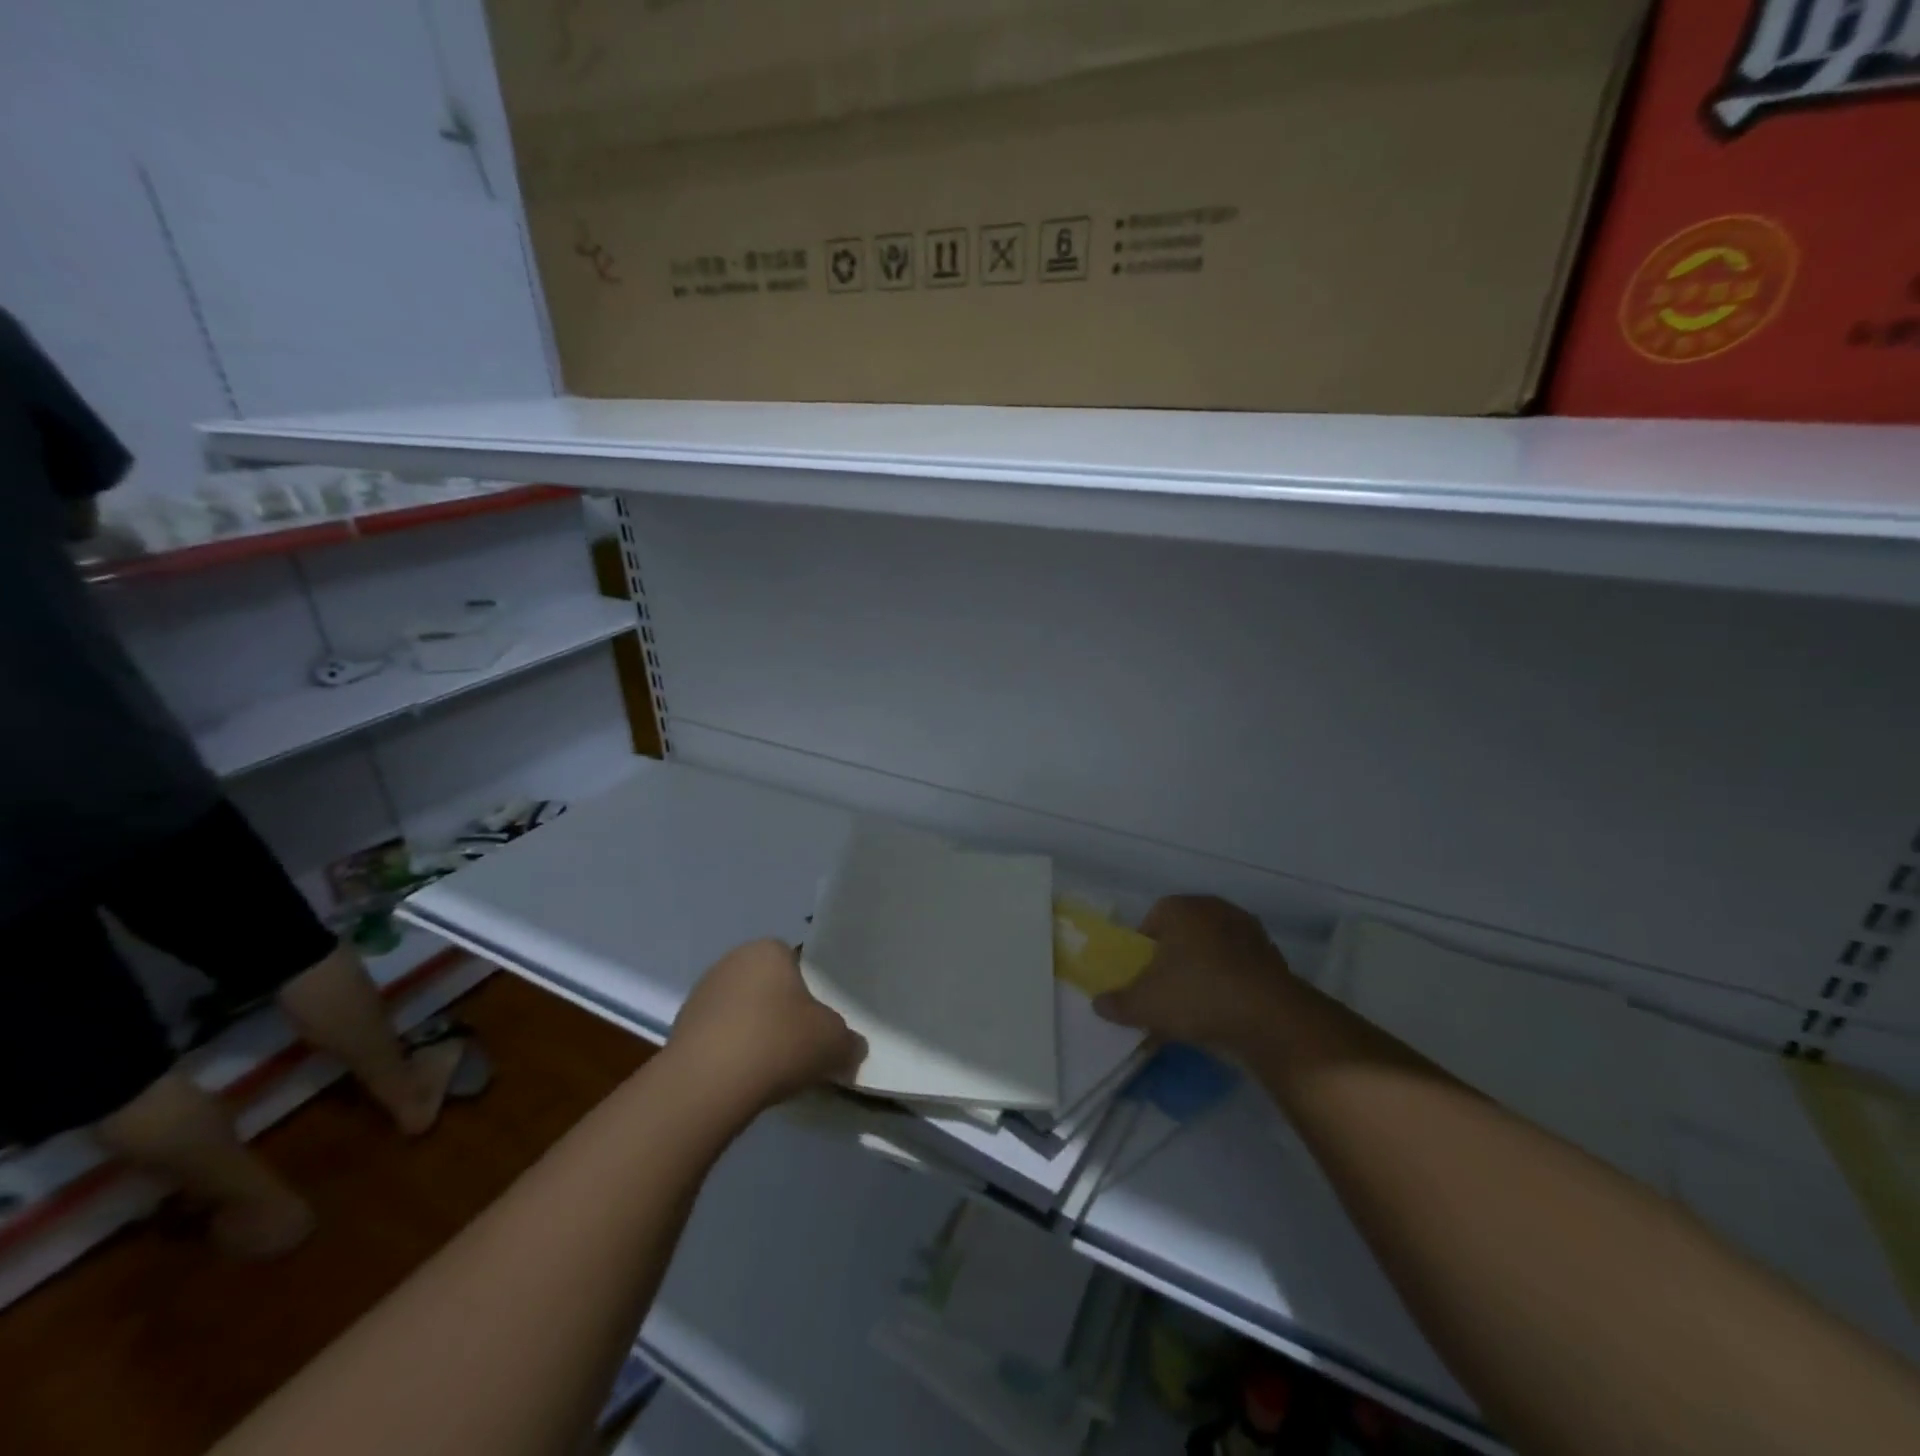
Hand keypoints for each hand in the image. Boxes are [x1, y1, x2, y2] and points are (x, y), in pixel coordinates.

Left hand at [665, 940, 866, 1114]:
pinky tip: (743, 1081)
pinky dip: (731, 1055)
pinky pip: (718, 1038)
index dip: (810, 994)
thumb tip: (852, 1047)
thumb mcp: (834, 1042)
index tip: (817, 1025)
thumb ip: (849, 1041)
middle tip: (800, 1047)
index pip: (797, 964)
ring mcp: (701, 995)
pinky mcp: (679, 1030)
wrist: (706, 1085)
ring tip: (771, 1071)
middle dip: (781, 1013)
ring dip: (754, 1035)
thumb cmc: (777, 1042)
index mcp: (768, 950)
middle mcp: (731, 961)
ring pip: (742, 1013)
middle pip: (768, 988)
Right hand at [1094, 895, 1296, 1051]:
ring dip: (1204, 971)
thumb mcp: (1144, 1005)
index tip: (1142, 979)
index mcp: (1181, 907)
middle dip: (1174, 959)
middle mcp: (1215, 908)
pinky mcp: (1273, 957)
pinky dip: (1230, 983)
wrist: (1271, 1020)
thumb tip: (1098, 1004)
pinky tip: (1225, 1012)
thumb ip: (1117, 1003)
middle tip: (1166, 992)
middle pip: (1183, 933)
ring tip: (1197, 1007)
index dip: (1143, 950)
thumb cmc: (1197, 996)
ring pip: (1213, 949)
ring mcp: (1248, 930)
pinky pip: (1239, 967)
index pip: (1151, 921)